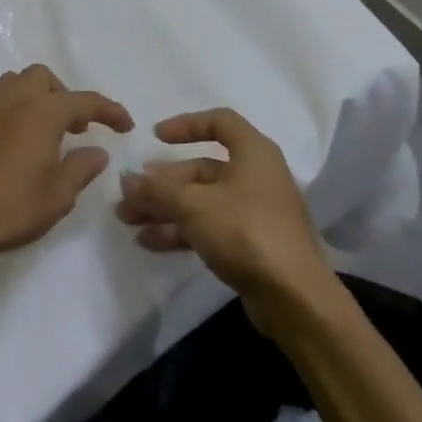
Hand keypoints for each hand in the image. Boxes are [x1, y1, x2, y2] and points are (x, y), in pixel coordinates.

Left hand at [0, 64, 133, 268]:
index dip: (109, 110)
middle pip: (43, 78)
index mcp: (42, 111)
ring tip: (44, 129)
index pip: (84, 100)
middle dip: (64, 95)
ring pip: (15, 83)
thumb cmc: (11, 206)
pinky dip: (12, 111)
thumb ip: (81, 168)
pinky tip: (14, 142)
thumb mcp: (58, 195)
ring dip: (35, 97)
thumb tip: (97, 151)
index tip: (126, 125)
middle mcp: (14, 99)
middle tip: (75, 126)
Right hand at [115, 109, 339, 327]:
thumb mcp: (194, 205)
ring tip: (128, 220)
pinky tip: (149, 241)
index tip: (156, 137)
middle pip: (202, 168)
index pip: (219, 122)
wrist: (295, 300)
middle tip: (129, 193)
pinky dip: (181, 230)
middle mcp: (256, 176)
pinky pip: (209, 226)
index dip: (186, 125)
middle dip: (163, 181)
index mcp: (253, 152)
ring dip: (165, 208)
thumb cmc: (246, 232)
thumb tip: (126, 180)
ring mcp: (255, 212)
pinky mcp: (252, 244)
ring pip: (202, 200)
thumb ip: (157, 190)